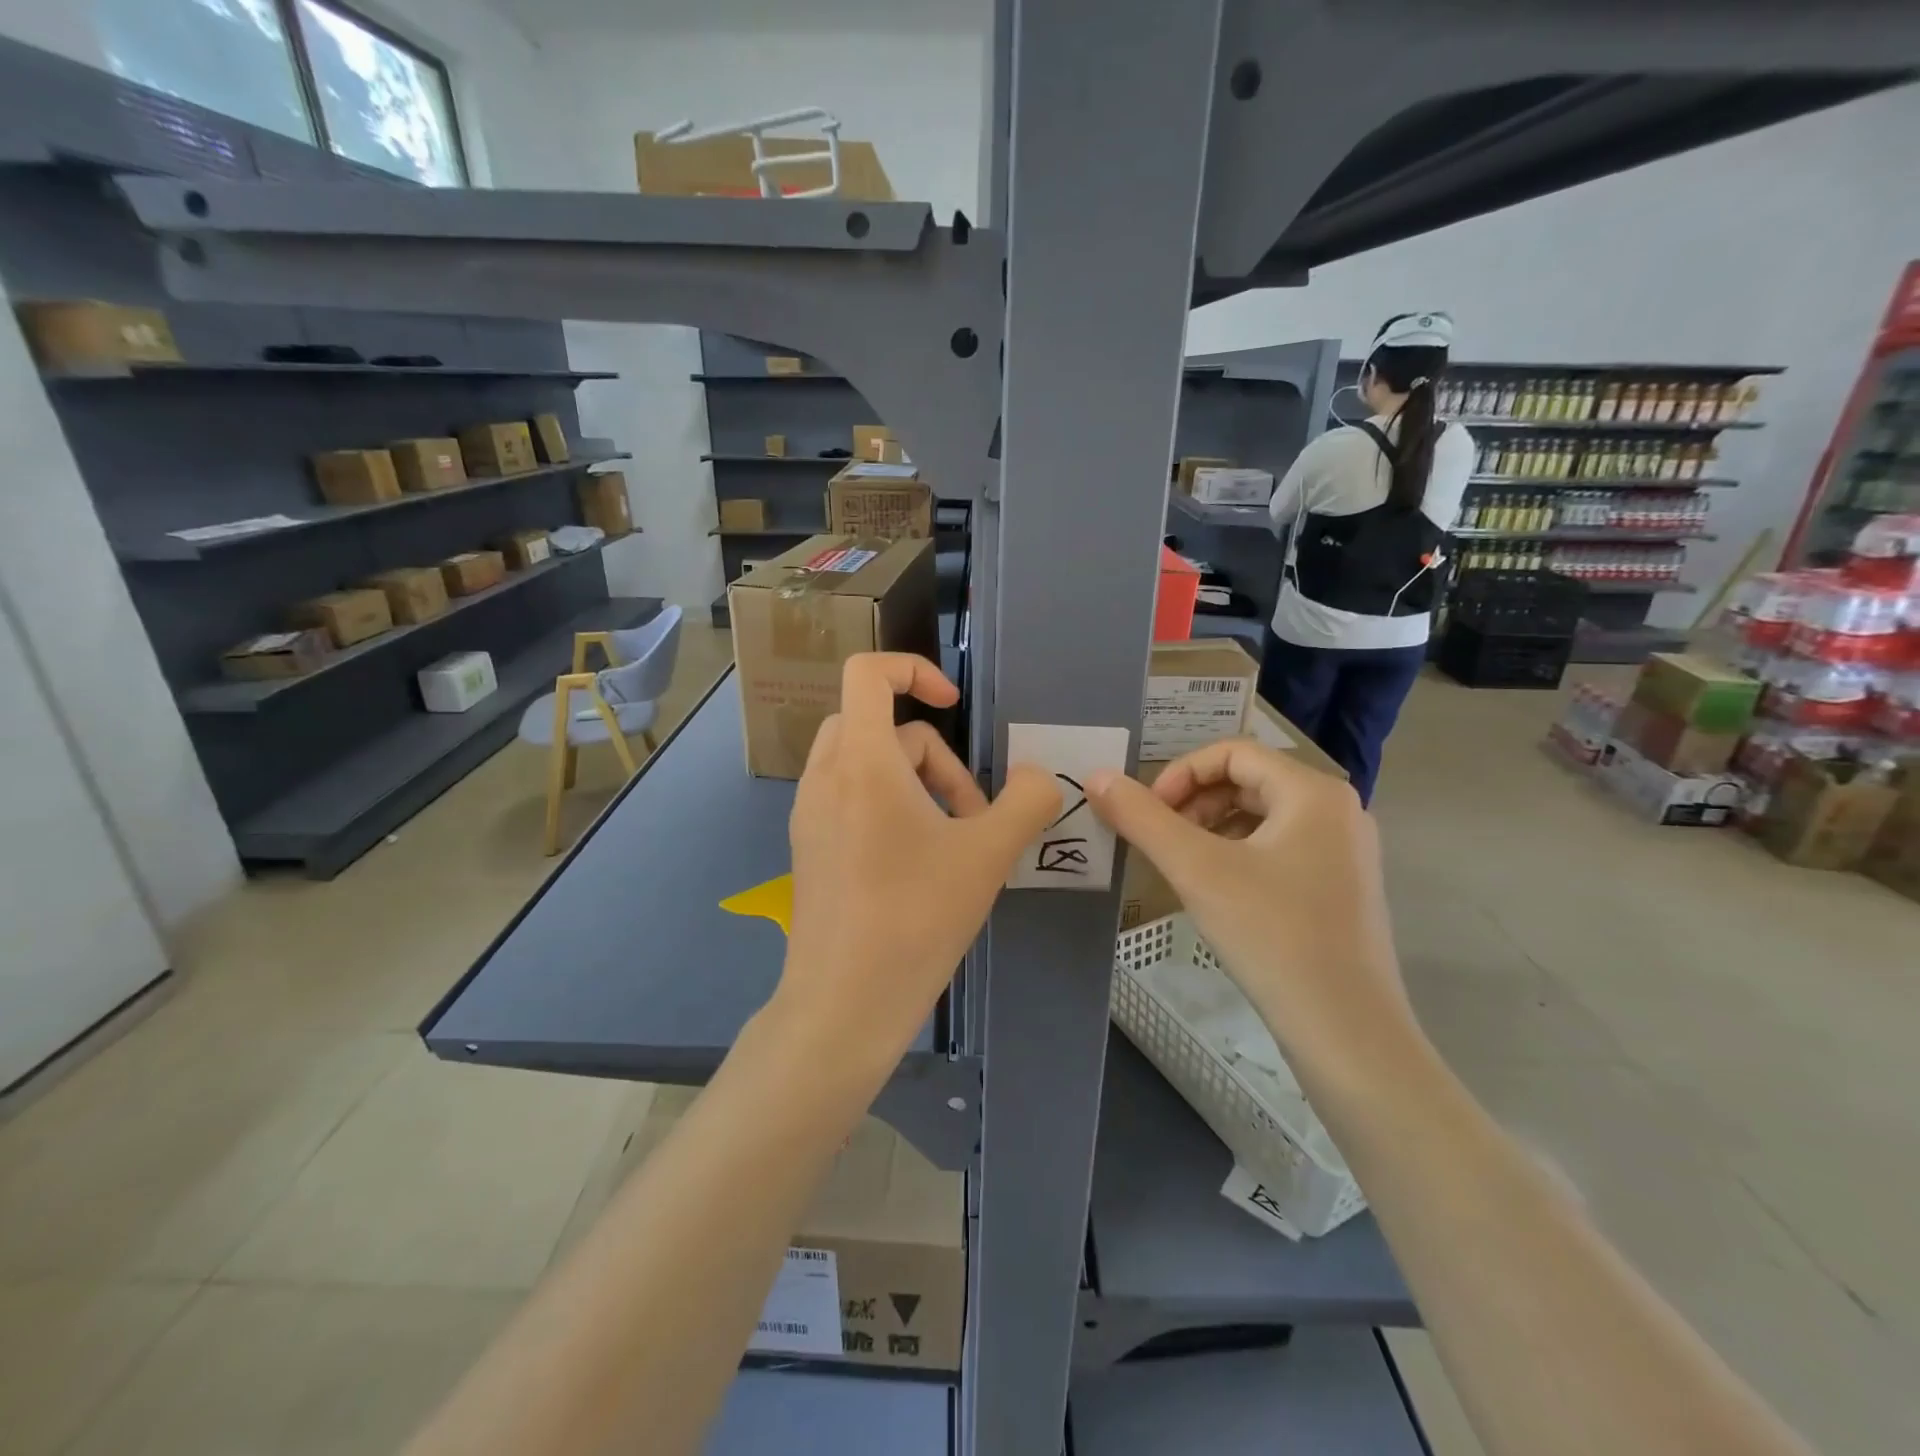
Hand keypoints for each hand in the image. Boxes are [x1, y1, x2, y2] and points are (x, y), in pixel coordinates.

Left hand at [775, 653, 1060, 1073]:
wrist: (843, 1004)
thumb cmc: (916, 918)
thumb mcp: (988, 855)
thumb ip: (1028, 801)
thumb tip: (1040, 778)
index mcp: (861, 762)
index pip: (868, 672)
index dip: (915, 670)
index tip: (956, 707)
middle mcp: (825, 777)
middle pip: (878, 725)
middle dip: (934, 756)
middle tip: (970, 811)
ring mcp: (810, 814)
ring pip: (867, 766)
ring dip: (916, 787)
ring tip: (952, 846)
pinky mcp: (810, 847)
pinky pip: (851, 800)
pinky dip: (889, 810)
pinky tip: (918, 868)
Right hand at [1089, 739, 1421, 1085]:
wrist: (1347, 1032)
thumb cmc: (1272, 936)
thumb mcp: (1196, 870)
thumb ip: (1142, 818)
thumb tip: (1096, 776)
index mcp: (1313, 792)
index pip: (1232, 752)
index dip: (1180, 773)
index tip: (1149, 813)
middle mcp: (1338, 811)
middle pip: (1248, 781)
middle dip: (1194, 803)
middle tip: (1160, 839)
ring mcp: (1346, 852)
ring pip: (1262, 817)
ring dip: (1212, 828)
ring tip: (1182, 865)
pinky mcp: (1342, 888)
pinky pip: (1280, 848)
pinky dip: (1238, 855)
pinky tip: (1217, 892)